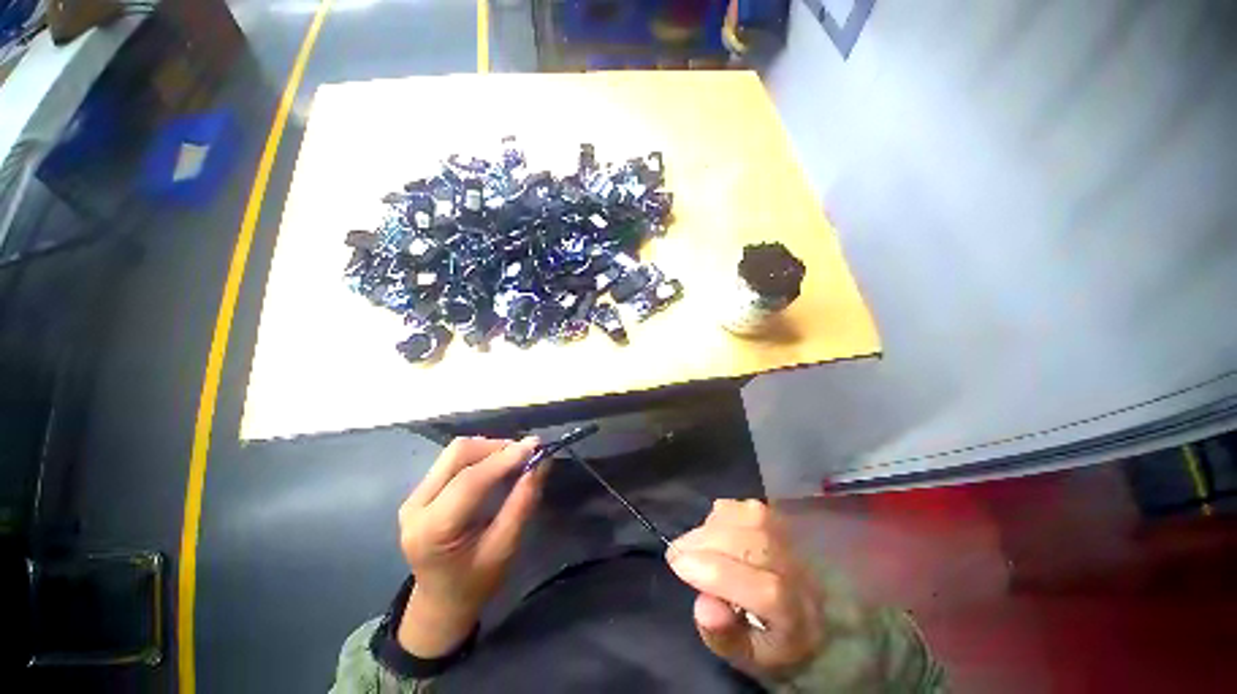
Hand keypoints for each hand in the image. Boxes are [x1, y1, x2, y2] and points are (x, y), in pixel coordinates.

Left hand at [395, 436, 545, 656]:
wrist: (440, 602)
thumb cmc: (476, 582)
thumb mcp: (505, 547)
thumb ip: (522, 502)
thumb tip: (541, 462)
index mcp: (432, 529)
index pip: (470, 480)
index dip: (505, 458)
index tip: (536, 446)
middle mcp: (415, 505)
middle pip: (458, 454)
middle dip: (496, 447)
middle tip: (526, 454)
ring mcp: (413, 496)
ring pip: (455, 452)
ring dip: (489, 448)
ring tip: (515, 459)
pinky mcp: (420, 491)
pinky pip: (453, 460)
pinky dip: (481, 456)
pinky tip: (498, 466)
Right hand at [666, 500, 824, 678]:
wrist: (806, 617)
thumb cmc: (767, 639)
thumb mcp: (744, 655)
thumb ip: (723, 636)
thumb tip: (703, 607)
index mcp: (798, 619)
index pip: (765, 591)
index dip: (715, 573)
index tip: (678, 565)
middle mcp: (804, 576)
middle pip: (756, 546)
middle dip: (706, 543)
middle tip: (677, 552)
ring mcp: (796, 543)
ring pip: (754, 519)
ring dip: (713, 526)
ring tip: (695, 542)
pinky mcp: (784, 522)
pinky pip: (750, 507)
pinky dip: (725, 513)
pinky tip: (713, 529)